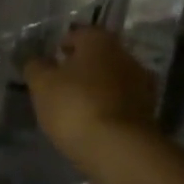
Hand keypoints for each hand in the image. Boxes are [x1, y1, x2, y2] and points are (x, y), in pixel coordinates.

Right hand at [24, 27, 158, 168]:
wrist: (120, 149)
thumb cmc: (76, 106)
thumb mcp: (43, 85)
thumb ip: (36, 67)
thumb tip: (36, 60)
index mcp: (100, 41)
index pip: (80, 33)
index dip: (64, 44)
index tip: (52, 59)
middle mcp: (125, 55)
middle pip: (99, 55)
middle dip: (82, 66)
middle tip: (62, 82)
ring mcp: (141, 84)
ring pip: (112, 79)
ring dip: (97, 87)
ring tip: (77, 105)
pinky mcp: (148, 112)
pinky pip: (121, 102)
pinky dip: (109, 107)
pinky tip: (94, 122)